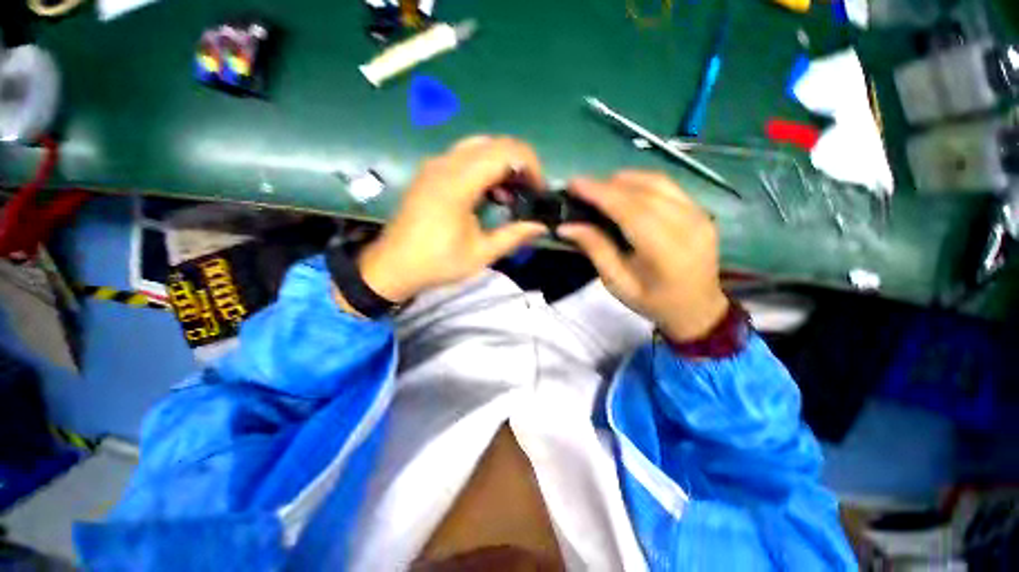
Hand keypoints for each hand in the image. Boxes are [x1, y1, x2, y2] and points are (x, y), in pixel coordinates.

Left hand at [355, 136, 546, 303]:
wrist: (393, 267)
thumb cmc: (437, 263)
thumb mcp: (480, 254)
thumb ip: (513, 236)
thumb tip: (541, 227)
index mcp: (458, 183)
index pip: (504, 152)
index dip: (530, 165)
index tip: (539, 189)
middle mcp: (445, 164)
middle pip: (493, 143)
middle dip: (518, 163)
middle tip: (528, 191)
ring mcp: (434, 166)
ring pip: (478, 147)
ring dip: (501, 164)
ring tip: (510, 195)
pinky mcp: (429, 173)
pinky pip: (463, 157)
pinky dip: (484, 168)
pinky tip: (488, 194)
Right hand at [558, 171, 728, 341]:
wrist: (698, 307)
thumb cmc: (653, 301)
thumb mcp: (617, 283)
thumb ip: (595, 250)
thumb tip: (566, 226)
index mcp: (666, 251)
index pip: (630, 210)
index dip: (600, 193)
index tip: (573, 184)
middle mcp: (688, 225)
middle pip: (642, 191)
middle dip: (606, 185)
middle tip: (579, 187)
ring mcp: (699, 214)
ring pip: (656, 182)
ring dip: (623, 180)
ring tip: (598, 188)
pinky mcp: (700, 209)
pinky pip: (666, 186)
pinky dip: (640, 182)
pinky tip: (623, 190)